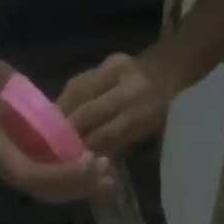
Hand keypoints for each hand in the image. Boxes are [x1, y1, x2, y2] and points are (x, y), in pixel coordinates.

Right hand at [0, 61, 117, 205]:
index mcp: (0, 153)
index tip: (87, 157)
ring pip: (59, 191)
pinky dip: (84, 180)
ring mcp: (27, 170)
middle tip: (106, 168)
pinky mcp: (40, 165)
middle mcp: (13, 170)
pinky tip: (103, 171)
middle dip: (79, 183)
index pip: (31, 175)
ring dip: (86, 186)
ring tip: (111, 175)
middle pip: (49, 190)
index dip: (60, 173)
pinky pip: (63, 183)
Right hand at [58, 53, 174, 155]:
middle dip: (69, 133)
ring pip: (77, 94)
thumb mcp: (148, 136)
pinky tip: (58, 113)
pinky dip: (66, 99)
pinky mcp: (107, 60)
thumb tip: (89, 158)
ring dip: (62, 114)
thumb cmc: (163, 114)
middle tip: (55, 149)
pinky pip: (78, 82)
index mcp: (145, 112)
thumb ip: (118, 145)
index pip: (104, 135)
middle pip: (87, 113)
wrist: (173, 73)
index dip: (85, 150)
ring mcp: (117, 69)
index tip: (70, 163)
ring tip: (51, 131)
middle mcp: (130, 88)